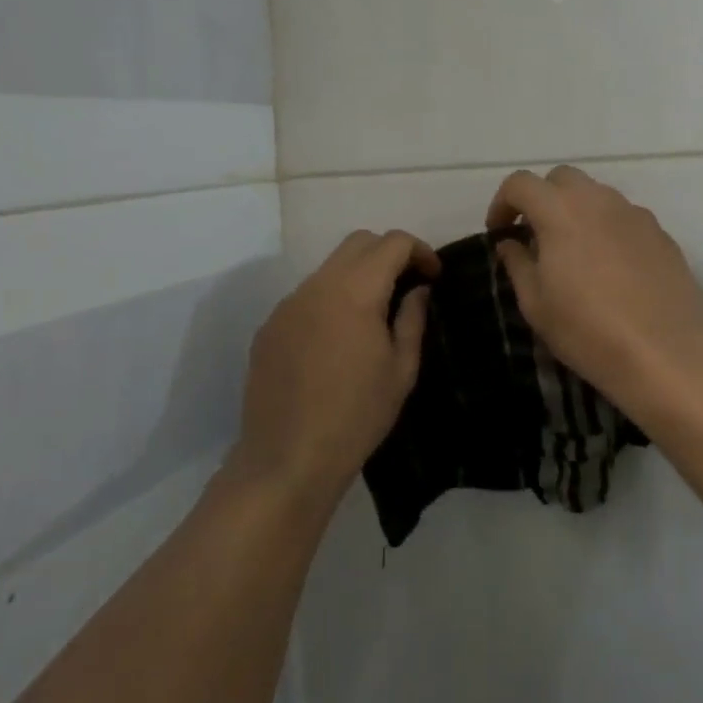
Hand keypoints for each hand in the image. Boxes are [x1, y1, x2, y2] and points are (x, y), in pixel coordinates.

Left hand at [233, 229, 438, 503]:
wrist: (287, 459)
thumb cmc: (356, 416)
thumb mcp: (401, 370)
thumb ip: (412, 319)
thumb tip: (418, 290)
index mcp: (355, 292)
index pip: (392, 243)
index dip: (420, 251)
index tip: (433, 276)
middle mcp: (317, 286)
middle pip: (358, 243)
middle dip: (389, 253)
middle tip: (407, 285)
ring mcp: (288, 304)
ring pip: (330, 267)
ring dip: (357, 275)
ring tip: (373, 314)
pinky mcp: (269, 326)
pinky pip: (307, 295)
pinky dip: (331, 299)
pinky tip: (337, 340)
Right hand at [487, 167, 702, 421]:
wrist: (671, 354)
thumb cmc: (590, 331)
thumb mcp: (537, 305)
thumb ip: (518, 264)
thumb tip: (511, 243)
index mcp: (560, 210)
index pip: (521, 183)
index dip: (502, 203)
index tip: (499, 233)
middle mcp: (598, 200)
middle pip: (561, 179)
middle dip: (541, 198)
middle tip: (534, 236)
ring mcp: (635, 214)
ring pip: (596, 196)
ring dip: (576, 212)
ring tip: (572, 254)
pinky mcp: (661, 234)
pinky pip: (623, 218)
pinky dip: (606, 229)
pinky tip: (609, 270)